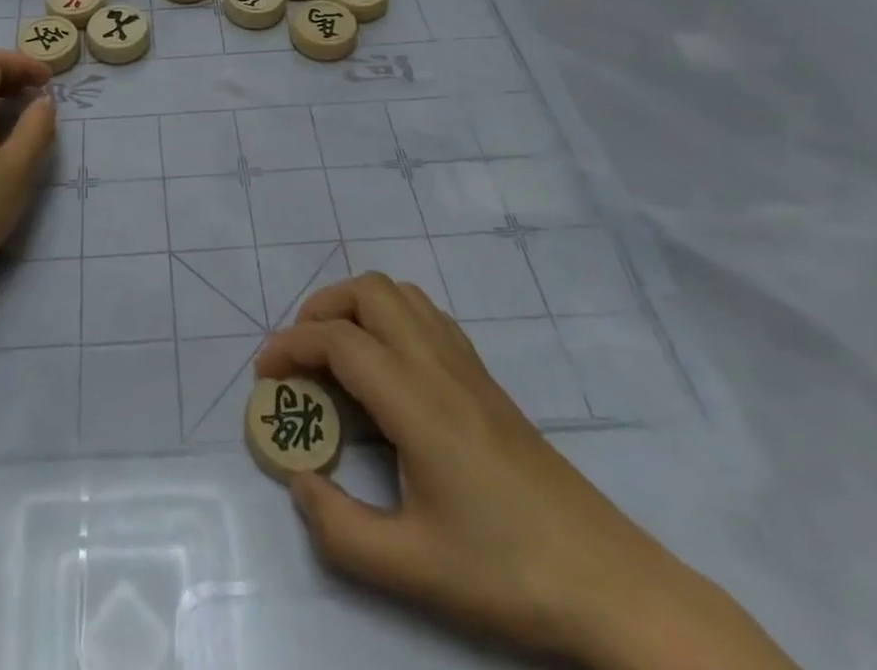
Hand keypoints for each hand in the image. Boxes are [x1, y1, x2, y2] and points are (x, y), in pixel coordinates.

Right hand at [256, 274, 776, 668]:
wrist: (612, 585)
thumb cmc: (509, 573)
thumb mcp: (412, 569)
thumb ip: (339, 528)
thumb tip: (300, 480)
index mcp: (416, 401)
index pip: (338, 341)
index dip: (290, 346)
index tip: (264, 374)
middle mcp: (438, 365)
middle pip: (369, 292)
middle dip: (321, 309)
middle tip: (299, 355)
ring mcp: (467, 366)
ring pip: (401, 294)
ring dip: (357, 306)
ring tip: (336, 353)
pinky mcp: (486, 379)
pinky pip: (427, 316)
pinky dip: (390, 317)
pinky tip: (386, 367)